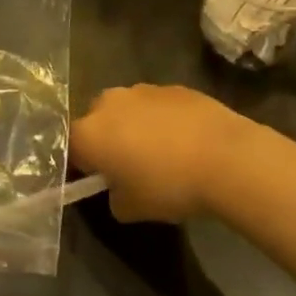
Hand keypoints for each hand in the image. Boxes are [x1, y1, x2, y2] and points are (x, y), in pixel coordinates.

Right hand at [70, 85, 271, 222]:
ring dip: (135, 127)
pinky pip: (157, 106)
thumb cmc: (168, 186)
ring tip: (162, 154)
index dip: (82, 165)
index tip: (98, 180)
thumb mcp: (131, 209)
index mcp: (89, 132)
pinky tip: (185, 142)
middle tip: (128, 166)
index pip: (71, 147)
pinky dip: (163, 120)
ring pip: (128, 110)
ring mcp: (142, 89)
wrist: (224, 157)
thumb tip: (118, 188)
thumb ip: (114, 197)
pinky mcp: (173, 86)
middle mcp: (109, 102)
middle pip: (98, 121)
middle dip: (108, 140)